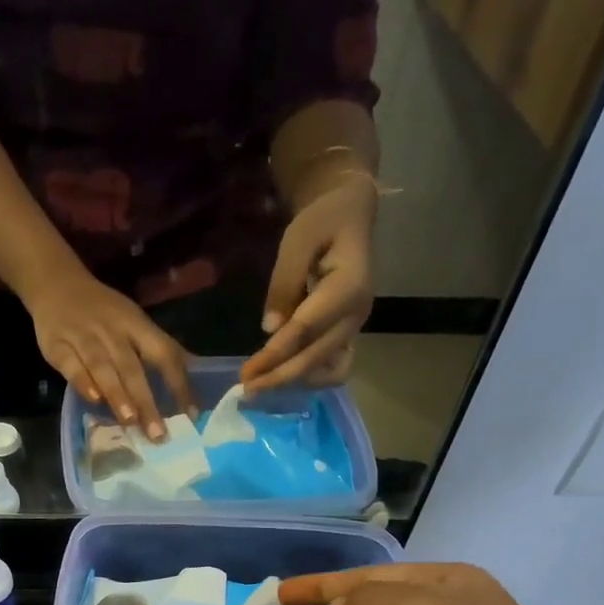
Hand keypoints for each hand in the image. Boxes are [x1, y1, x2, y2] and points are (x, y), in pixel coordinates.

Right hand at [25, 268, 195, 440]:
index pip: (164, 353)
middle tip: (158, 433)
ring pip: (102, 367)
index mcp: (137, 325)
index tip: (191, 414)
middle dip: (146, 400)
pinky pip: (71, 365)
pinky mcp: (56, 345)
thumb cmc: (104, 311)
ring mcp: (83, 337)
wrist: (56, 283)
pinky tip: (94, 400)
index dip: (179, 383)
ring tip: (130, 421)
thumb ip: (158, 348)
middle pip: (132, 367)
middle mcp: (112, 331)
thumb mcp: (135, 322)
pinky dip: (82, 382)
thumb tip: (194, 371)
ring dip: (117, 393)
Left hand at [241, 174, 376, 392]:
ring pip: (329, 371)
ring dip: (295, 382)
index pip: (306, 330)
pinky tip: (280, 376)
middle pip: (316, 358)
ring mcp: (356, 328)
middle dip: (279, 377)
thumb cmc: (322, 222)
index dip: (275, 355)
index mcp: (349, 287)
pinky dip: (308, 377)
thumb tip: (270, 330)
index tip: (246, 373)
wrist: (349, 215)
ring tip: (261, 385)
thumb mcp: (297, 240)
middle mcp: (357, 315)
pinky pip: (333, 368)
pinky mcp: (349, 335)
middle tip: (246, 389)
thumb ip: (284, 283)